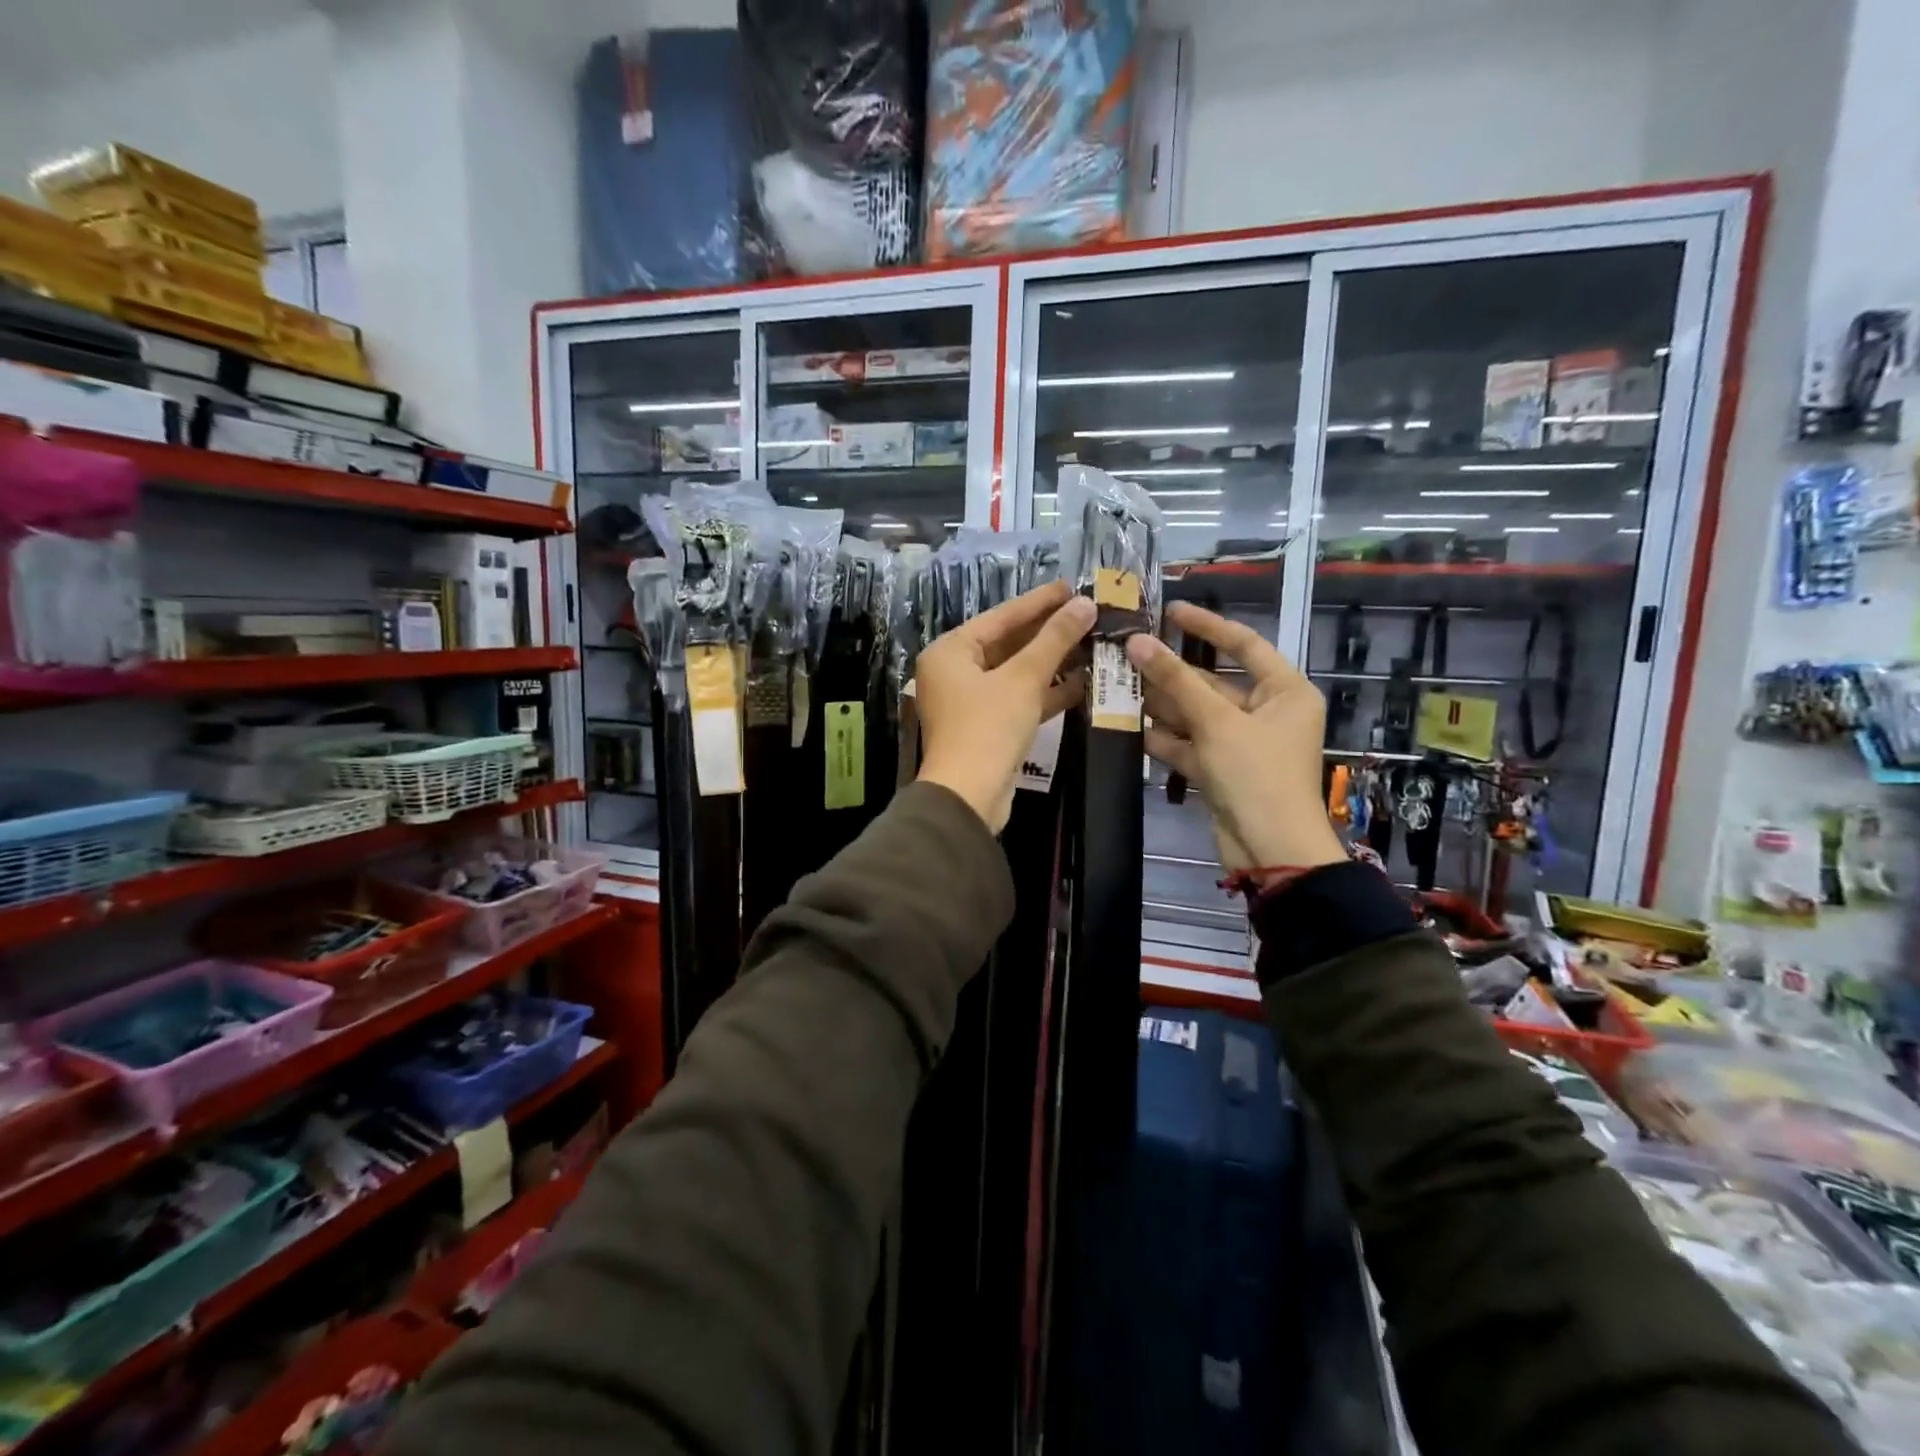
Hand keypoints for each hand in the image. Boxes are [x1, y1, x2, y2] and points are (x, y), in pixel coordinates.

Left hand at [916, 581, 1093, 831]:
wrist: (969, 796)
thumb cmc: (988, 727)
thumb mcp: (1023, 678)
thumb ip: (1054, 639)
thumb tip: (1085, 605)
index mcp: (950, 651)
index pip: (1001, 617)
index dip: (1039, 601)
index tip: (1073, 587)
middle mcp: (955, 672)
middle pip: (1008, 644)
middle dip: (1049, 632)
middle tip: (1088, 614)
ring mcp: (971, 702)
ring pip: (1017, 673)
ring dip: (1053, 662)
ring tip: (1093, 644)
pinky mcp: (988, 727)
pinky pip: (1019, 699)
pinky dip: (1047, 692)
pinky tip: (1083, 681)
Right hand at [1126, 602, 1345, 871]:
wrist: (1270, 850)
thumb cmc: (1256, 775)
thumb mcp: (1216, 722)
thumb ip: (1175, 681)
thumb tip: (1137, 641)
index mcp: (1284, 692)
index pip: (1244, 644)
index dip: (1207, 626)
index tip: (1171, 611)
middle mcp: (1266, 712)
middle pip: (1214, 682)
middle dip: (1172, 672)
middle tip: (1129, 653)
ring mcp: (1242, 743)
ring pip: (1197, 714)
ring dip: (1162, 704)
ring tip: (1120, 684)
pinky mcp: (1222, 770)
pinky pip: (1190, 743)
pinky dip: (1165, 736)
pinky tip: (1131, 725)